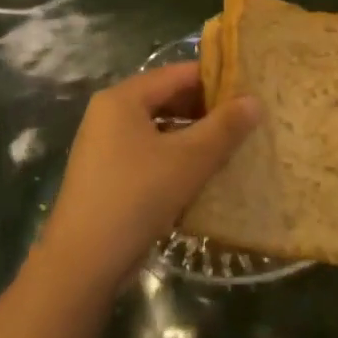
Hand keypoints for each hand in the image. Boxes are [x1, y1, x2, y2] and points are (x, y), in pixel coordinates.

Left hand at [34, 63, 259, 297]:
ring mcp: (103, 146)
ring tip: (228, 148)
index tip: (249, 92)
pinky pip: (147, 153)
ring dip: (191, 136)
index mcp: (122, 98)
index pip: (176, 74)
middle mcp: (108, 114)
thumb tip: (255, 101)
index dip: (215, 80)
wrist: (82, 263)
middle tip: (244, 122)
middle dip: (204, 110)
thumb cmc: (137, 197)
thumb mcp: (189, 160)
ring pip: (158, 129)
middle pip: (165, 99)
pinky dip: (173, 158)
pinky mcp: (105, 176)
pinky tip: (199, 176)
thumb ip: (224, 127)